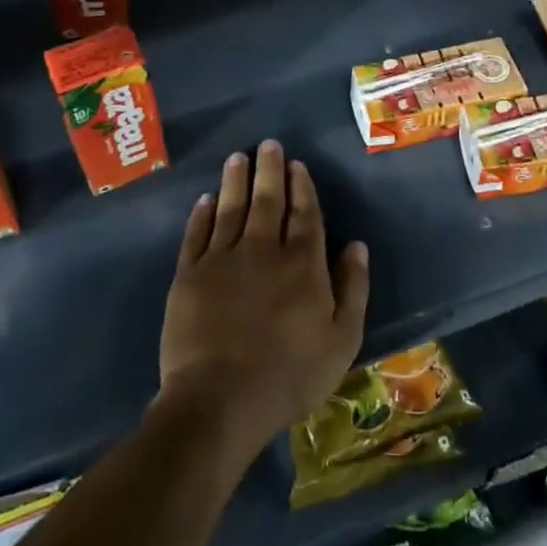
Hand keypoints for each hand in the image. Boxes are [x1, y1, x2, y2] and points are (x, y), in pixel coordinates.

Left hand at [157, 141, 369, 465]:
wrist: (220, 400)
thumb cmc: (289, 375)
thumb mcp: (341, 340)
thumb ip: (352, 288)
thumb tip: (356, 244)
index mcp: (302, 264)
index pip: (304, 214)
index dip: (301, 187)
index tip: (297, 165)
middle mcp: (263, 250)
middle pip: (268, 201)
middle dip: (270, 171)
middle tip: (268, 145)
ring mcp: (223, 260)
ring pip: (231, 209)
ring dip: (235, 181)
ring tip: (237, 158)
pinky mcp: (189, 275)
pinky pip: (197, 234)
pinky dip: (201, 214)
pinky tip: (205, 199)